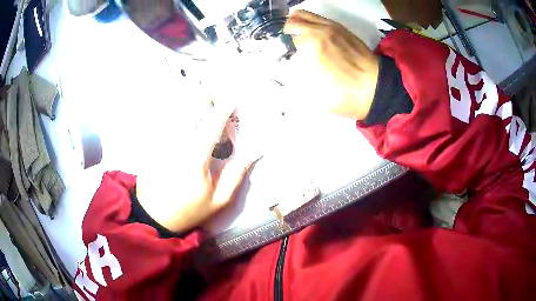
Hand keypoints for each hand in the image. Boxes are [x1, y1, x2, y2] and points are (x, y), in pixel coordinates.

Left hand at [136, 101, 253, 232]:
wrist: (154, 216)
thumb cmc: (190, 209)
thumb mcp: (219, 199)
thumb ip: (236, 173)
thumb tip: (254, 151)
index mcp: (195, 158)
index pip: (212, 125)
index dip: (224, 109)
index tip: (233, 98)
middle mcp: (176, 144)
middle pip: (191, 111)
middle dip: (205, 96)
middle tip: (216, 89)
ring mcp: (161, 142)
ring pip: (176, 113)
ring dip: (190, 100)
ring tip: (202, 91)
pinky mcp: (152, 144)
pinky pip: (165, 121)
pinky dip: (175, 111)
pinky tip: (182, 107)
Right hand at [283, 10, 379, 119]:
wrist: (377, 88)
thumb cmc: (347, 96)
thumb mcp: (315, 98)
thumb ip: (294, 83)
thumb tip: (281, 73)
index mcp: (311, 46)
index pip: (281, 40)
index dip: (274, 49)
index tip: (274, 58)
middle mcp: (318, 31)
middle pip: (288, 23)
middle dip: (279, 34)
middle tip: (279, 46)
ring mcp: (330, 26)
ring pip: (301, 15)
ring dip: (291, 24)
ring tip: (289, 36)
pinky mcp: (339, 27)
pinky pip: (316, 16)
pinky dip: (305, 20)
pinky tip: (306, 32)